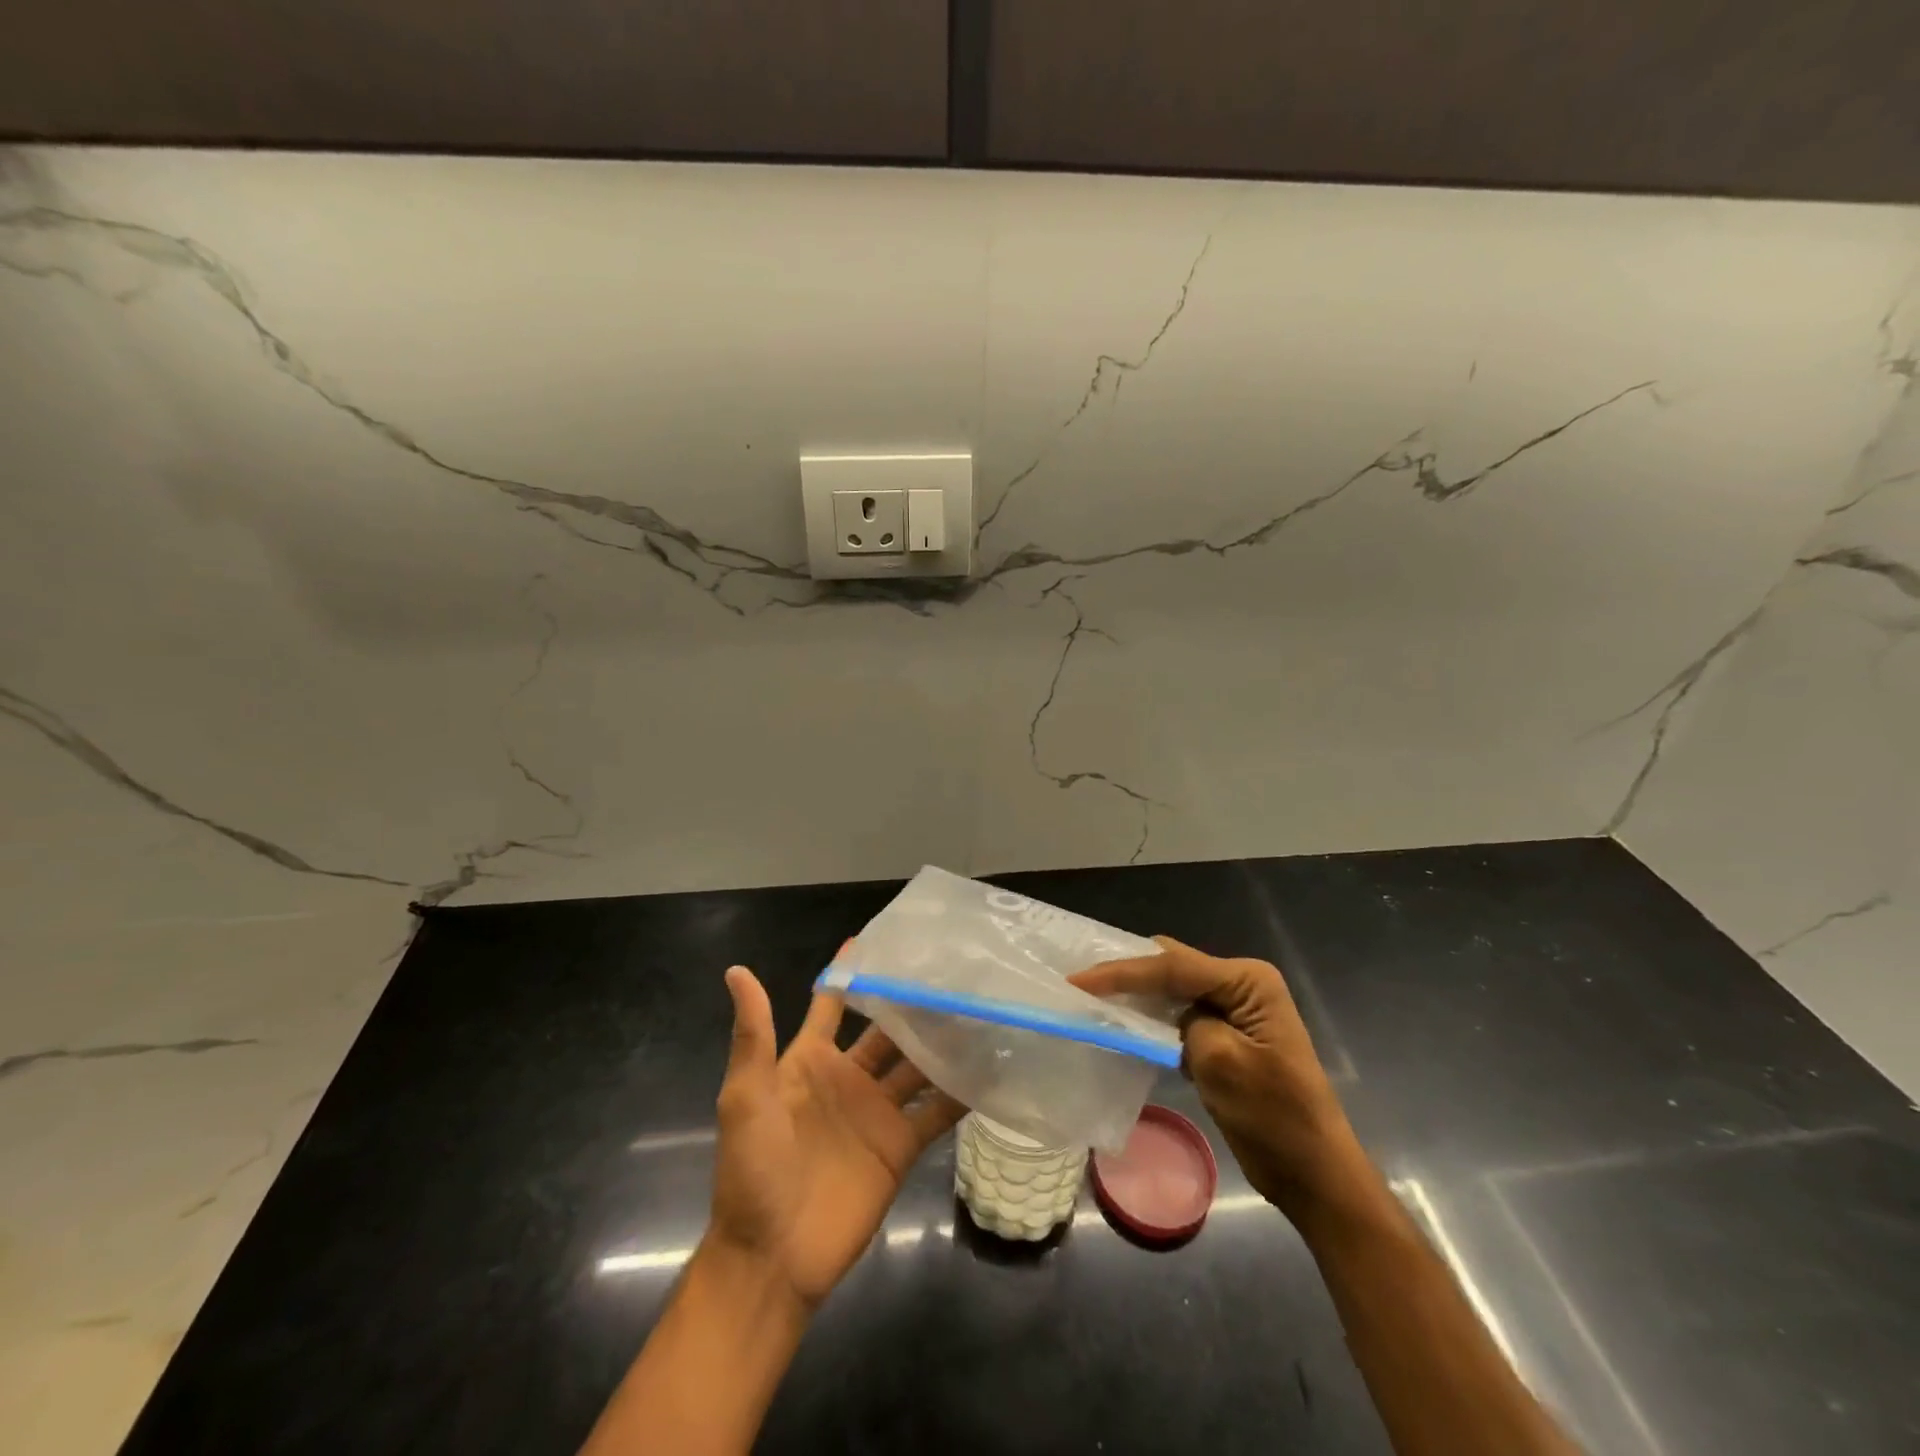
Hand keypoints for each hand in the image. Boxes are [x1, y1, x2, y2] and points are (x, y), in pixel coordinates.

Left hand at [706, 966, 964, 1311]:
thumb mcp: (745, 1096)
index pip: (833, 1004)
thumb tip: (737, 969)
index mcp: (810, 1060)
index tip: (882, 938)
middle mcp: (848, 1078)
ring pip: (916, 1064)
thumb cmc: (751, 1170)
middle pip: (887, 1030)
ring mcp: (877, 1112)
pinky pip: (936, 1111)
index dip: (852, 972)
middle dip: (913, 1004)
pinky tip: (991, 1067)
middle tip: (952, 971)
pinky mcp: (901, 1146)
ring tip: (979, 1008)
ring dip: (943, 1041)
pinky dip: (961, 1091)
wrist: (771, 1259)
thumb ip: (753, 1034)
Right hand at [1070, 936, 1359, 1219]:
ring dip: (1136, 994)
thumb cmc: (1275, 1118)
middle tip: (1079, 979)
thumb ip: (1185, 1023)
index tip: (1077, 979)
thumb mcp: (1221, 1062)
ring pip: (1173, 989)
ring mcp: (1234, 1011)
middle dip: (1127, 972)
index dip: (1122, 972)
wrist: (1314, 1176)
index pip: (1173, 966)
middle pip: (1171, 967)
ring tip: (1090, 995)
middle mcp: (1241, 985)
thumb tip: (1165, 1016)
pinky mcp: (1225, 1037)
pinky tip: (1123, 1023)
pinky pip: (1179, 1015)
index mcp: (1248, 981)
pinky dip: (1151, 1018)